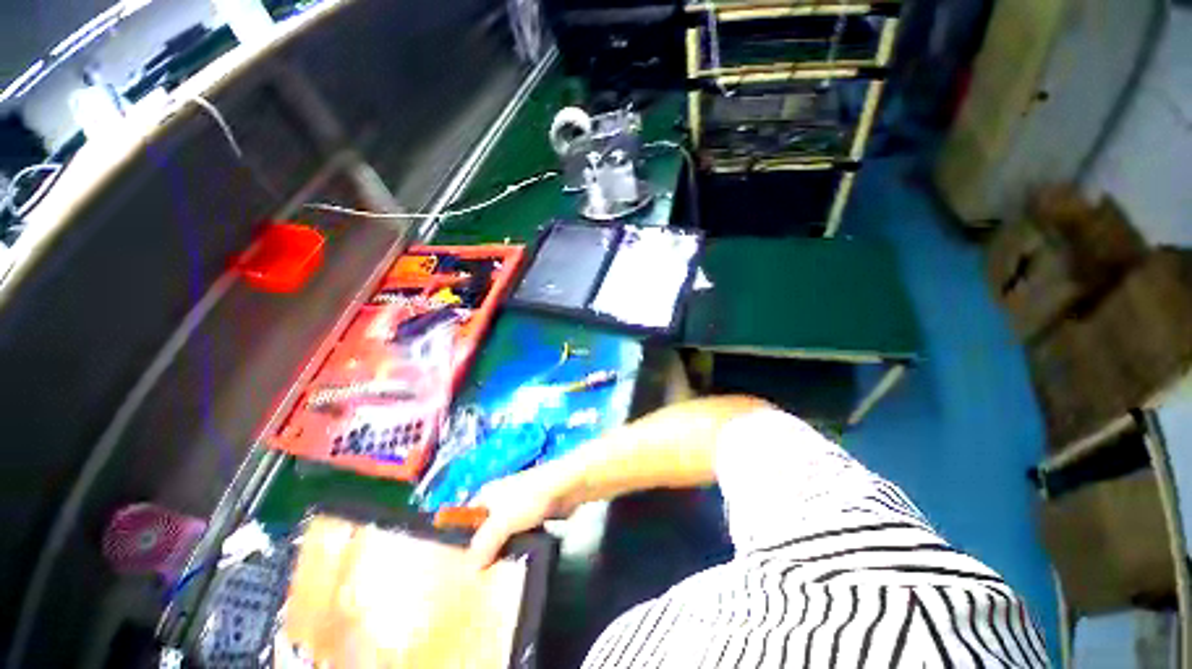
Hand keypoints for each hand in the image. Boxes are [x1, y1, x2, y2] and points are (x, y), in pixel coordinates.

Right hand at [467, 463, 574, 569]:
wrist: (566, 486)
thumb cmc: (531, 497)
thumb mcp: (502, 520)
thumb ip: (485, 543)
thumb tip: (472, 568)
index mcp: (487, 494)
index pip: (465, 518)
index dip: (460, 539)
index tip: (457, 565)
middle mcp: (499, 500)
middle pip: (483, 529)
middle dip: (481, 550)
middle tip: (477, 577)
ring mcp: (517, 509)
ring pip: (502, 535)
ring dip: (500, 551)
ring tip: (494, 575)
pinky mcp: (532, 517)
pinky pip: (518, 537)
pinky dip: (516, 548)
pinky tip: (515, 564)